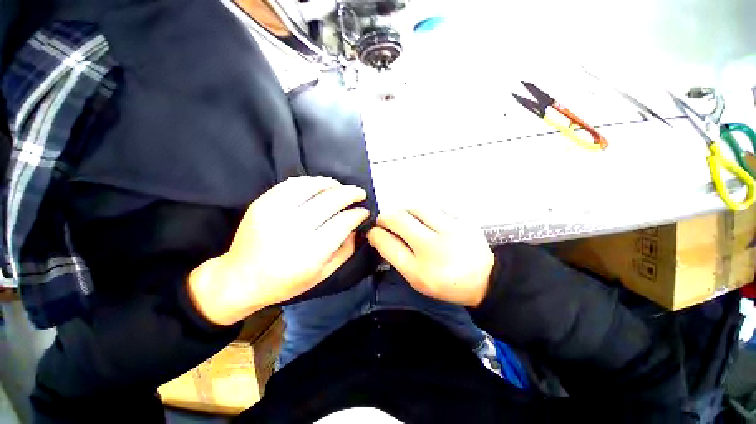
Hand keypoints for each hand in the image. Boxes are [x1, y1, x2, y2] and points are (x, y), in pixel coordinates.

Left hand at [189, 176, 369, 324]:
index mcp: (312, 251)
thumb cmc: (286, 282)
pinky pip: (292, 184)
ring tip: (340, 187)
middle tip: (360, 194)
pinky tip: (319, 185)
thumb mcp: (323, 275)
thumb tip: (356, 227)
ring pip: (313, 187)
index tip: (364, 211)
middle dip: (351, 194)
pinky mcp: (263, 203)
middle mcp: (295, 228)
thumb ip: (345, 251)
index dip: (358, 213)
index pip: (343, 221)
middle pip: (331, 200)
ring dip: (332, 184)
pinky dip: (310, 181)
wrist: (240, 279)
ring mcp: (277, 212)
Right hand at [367, 205, 493, 306]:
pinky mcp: (462, 220)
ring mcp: (450, 230)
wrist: (486, 279)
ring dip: (403, 210)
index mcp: (420, 271)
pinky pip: (434, 207)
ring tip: (404, 217)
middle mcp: (434, 249)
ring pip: (415, 206)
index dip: (375, 234)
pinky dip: (422, 211)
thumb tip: (381, 236)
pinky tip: (424, 219)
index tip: (373, 231)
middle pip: (398, 219)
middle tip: (384, 220)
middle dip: (384, 217)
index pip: (386, 243)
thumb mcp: (417, 281)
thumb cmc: (447, 284)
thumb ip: (397, 258)